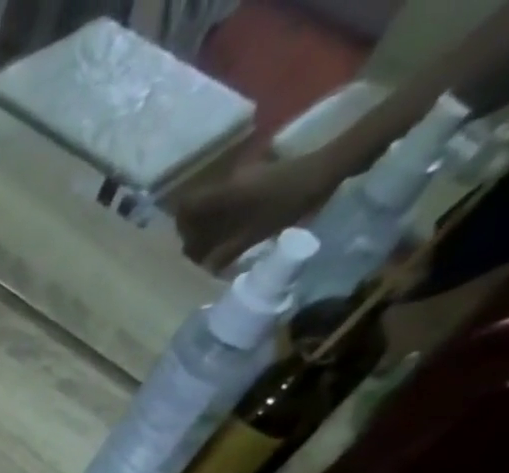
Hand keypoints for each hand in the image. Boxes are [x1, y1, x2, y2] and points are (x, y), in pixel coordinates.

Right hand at [174, 152, 340, 272]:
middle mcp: (228, 181)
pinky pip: (230, 197)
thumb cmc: (288, 201)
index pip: (186, 206)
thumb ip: (227, 252)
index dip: (181, 225)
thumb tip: (205, 268)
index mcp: (223, 193)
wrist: (327, 168)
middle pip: (197, 204)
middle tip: (202, 248)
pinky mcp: (256, 176)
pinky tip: (237, 226)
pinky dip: (227, 213)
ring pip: (214, 201)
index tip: (188, 242)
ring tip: (220, 241)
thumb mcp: (255, 233)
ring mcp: (243, 176)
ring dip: (212, 221)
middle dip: (195, 226)